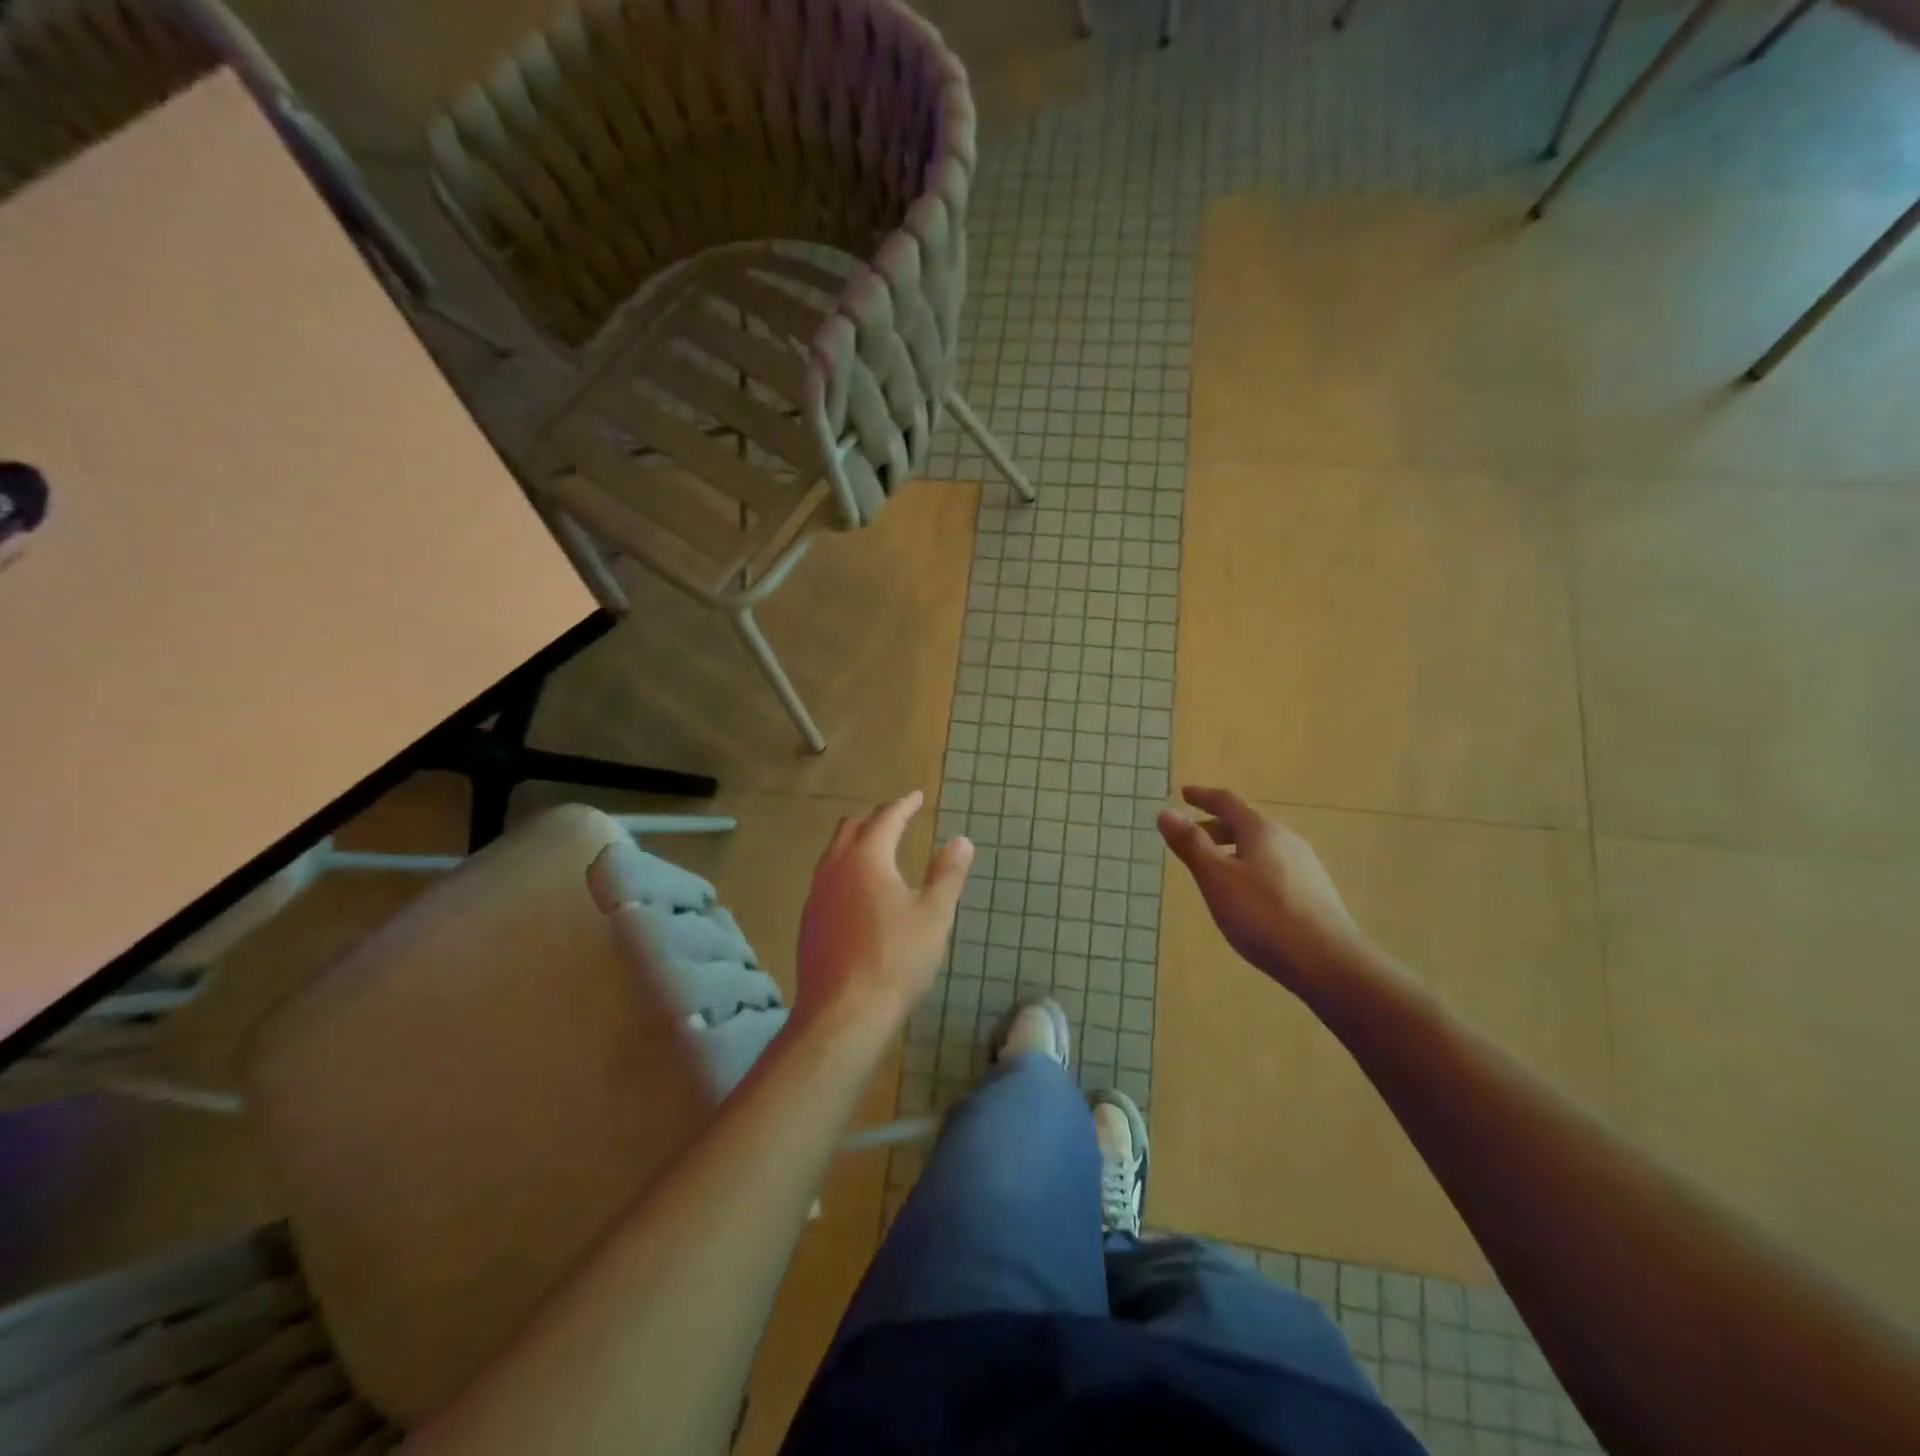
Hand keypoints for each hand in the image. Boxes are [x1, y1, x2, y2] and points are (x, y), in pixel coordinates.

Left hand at [795, 790, 971, 1042]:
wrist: (842, 1014)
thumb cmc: (896, 960)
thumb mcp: (934, 915)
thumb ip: (947, 874)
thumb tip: (960, 840)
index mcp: (866, 859)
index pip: (885, 818)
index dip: (903, 805)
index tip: (917, 796)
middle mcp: (834, 869)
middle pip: (851, 829)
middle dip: (875, 819)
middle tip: (897, 819)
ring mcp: (816, 896)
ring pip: (833, 854)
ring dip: (855, 844)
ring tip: (877, 851)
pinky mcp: (808, 923)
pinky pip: (826, 881)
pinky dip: (845, 871)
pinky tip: (857, 894)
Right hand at [1158, 786, 1365, 1001]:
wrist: (1328, 962)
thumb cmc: (1262, 915)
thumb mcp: (1216, 878)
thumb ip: (1191, 844)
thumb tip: (1166, 813)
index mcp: (1261, 831)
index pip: (1228, 802)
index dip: (1203, 797)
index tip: (1183, 794)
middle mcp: (1287, 840)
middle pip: (1246, 824)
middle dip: (1216, 827)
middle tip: (1192, 838)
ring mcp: (1305, 867)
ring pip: (1261, 848)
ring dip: (1234, 849)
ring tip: (1215, 869)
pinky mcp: (1314, 893)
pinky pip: (1274, 868)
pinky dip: (1250, 868)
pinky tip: (1246, 895)